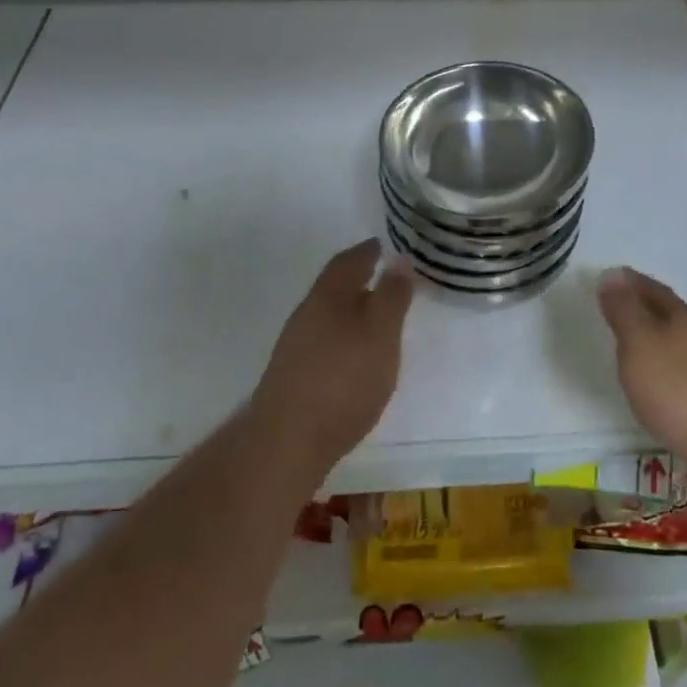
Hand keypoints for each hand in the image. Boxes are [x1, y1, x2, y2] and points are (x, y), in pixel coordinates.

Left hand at [250, 239, 414, 478]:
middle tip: (381, 275)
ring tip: (374, 316)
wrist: (287, 442)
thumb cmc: (343, 379)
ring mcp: (295, 347)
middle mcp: (306, 315)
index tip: (382, 244)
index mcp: (328, 296)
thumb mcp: (380, 333)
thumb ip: (391, 296)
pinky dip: (342, 335)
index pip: (348, 261)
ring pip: (327, 314)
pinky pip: (323, 340)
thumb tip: (398, 258)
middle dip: (357, 278)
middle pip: (333, 286)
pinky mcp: (292, 377)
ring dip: (349, 308)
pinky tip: (353, 355)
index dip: (366, 251)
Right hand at [597, 267, 686, 489]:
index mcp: (681, 319)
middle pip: (669, 314)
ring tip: (630, 345)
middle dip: (644, 306)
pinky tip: (654, 387)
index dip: (630, 281)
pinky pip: (681, 375)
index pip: (653, 289)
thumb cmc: (681, 391)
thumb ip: (624, 311)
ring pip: (677, 345)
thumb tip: (611, 273)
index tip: (610, 275)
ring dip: (655, 340)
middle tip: (616, 305)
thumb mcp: (641, 344)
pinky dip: (664, 371)